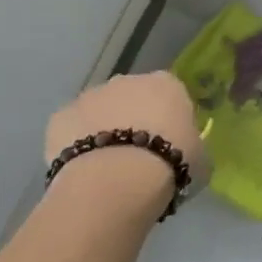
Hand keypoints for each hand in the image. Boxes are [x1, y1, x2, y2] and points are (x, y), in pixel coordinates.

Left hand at [43, 71, 205, 183]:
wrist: (116, 182)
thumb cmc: (170, 165)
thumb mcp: (201, 158)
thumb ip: (194, 147)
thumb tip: (190, 151)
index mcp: (167, 84)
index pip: (170, 94)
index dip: (168, 120)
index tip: (168, 144)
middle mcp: (128, 80)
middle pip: (132, 97)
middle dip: (133, 120)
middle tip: (137, 156)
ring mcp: (91, 95)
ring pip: (98, 111)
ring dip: (102, 130)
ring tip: (106, 168)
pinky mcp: (60, 116)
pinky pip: (70, 130)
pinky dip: (73, 145)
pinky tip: (82, 171)